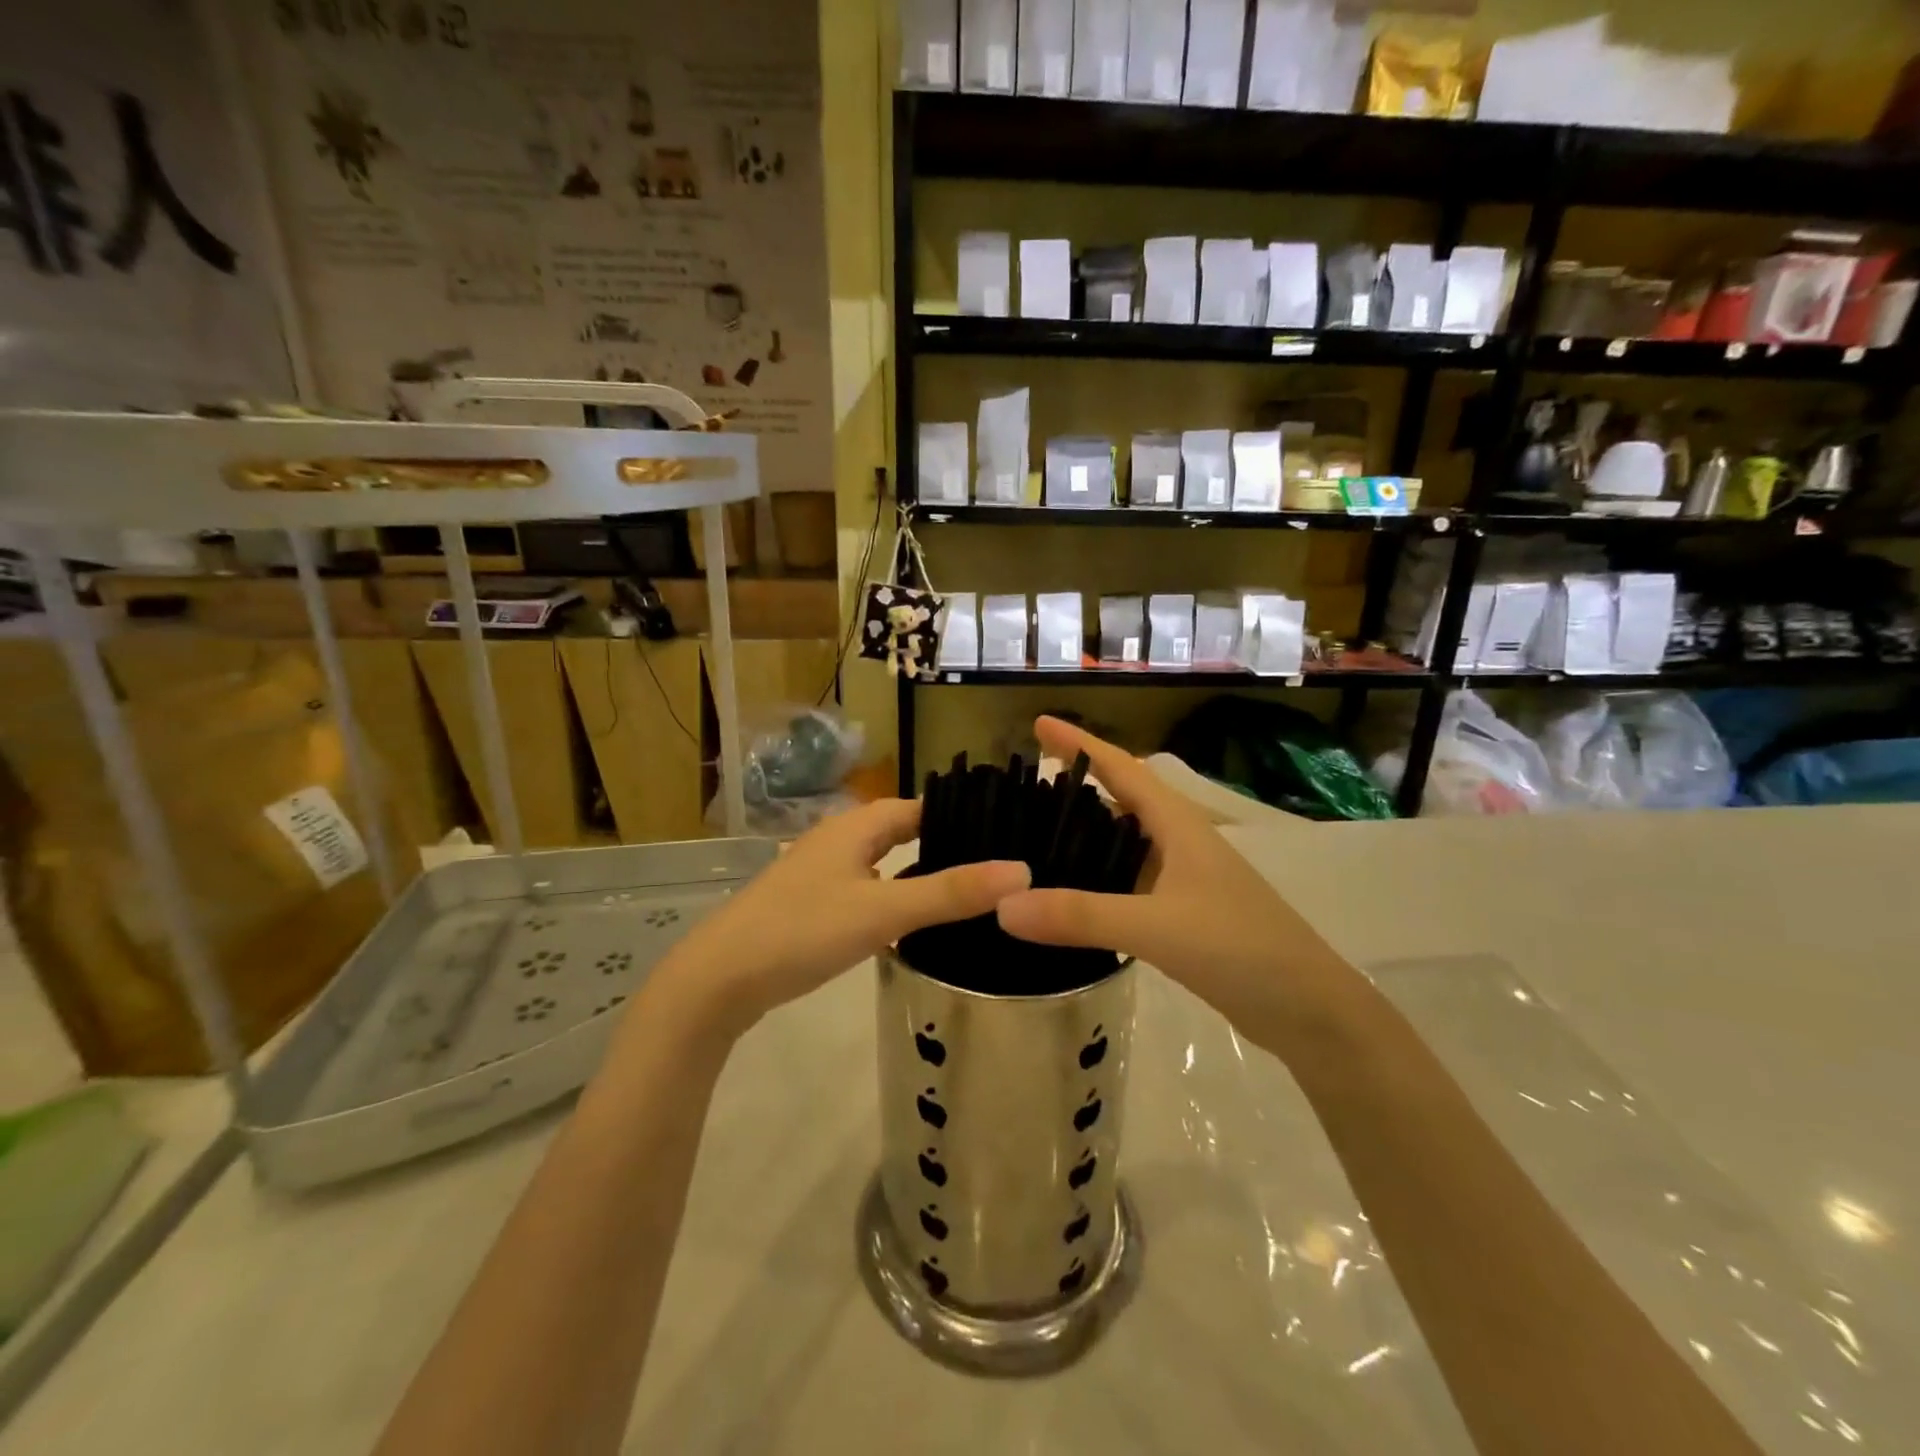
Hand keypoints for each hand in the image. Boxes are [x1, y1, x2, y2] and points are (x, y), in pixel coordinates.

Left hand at [650, 799, 1027, 1040]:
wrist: (719, 979)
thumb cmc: (803, 930)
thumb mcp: (884, 910)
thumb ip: (951, 892)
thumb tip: (1021, 870)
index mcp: (856, 826)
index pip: (920, 806)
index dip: (959, 815)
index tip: (1003, 831)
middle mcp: (839, 840)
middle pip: (901, 832)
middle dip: (943, 844)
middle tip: (995, 866)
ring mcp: (821, 874)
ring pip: (883, 863)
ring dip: (918, 873)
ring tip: (966, 894)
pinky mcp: (811, 906)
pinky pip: (866, 890)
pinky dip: (894, 898)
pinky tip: (914, 925)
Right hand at [995, 717, 1362, 1057]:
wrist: (1308, 1010)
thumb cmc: (1240, 948)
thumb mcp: (1156, 927)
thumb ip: (1080, 915)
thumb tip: (1003, 905)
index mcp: (1177, 825)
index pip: (1120, 769)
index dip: (1080, 744)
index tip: (1038, 724)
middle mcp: (1179, 842)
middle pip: (1120, 800)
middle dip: (1076, 786)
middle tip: (1022, 786)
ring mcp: (1183, 879)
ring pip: (1123, 843)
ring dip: (1084, 835)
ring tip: (1032, 836)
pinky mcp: (1182, 915)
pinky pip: (1127, 882)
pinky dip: (1096, 879)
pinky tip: (1069, 895)